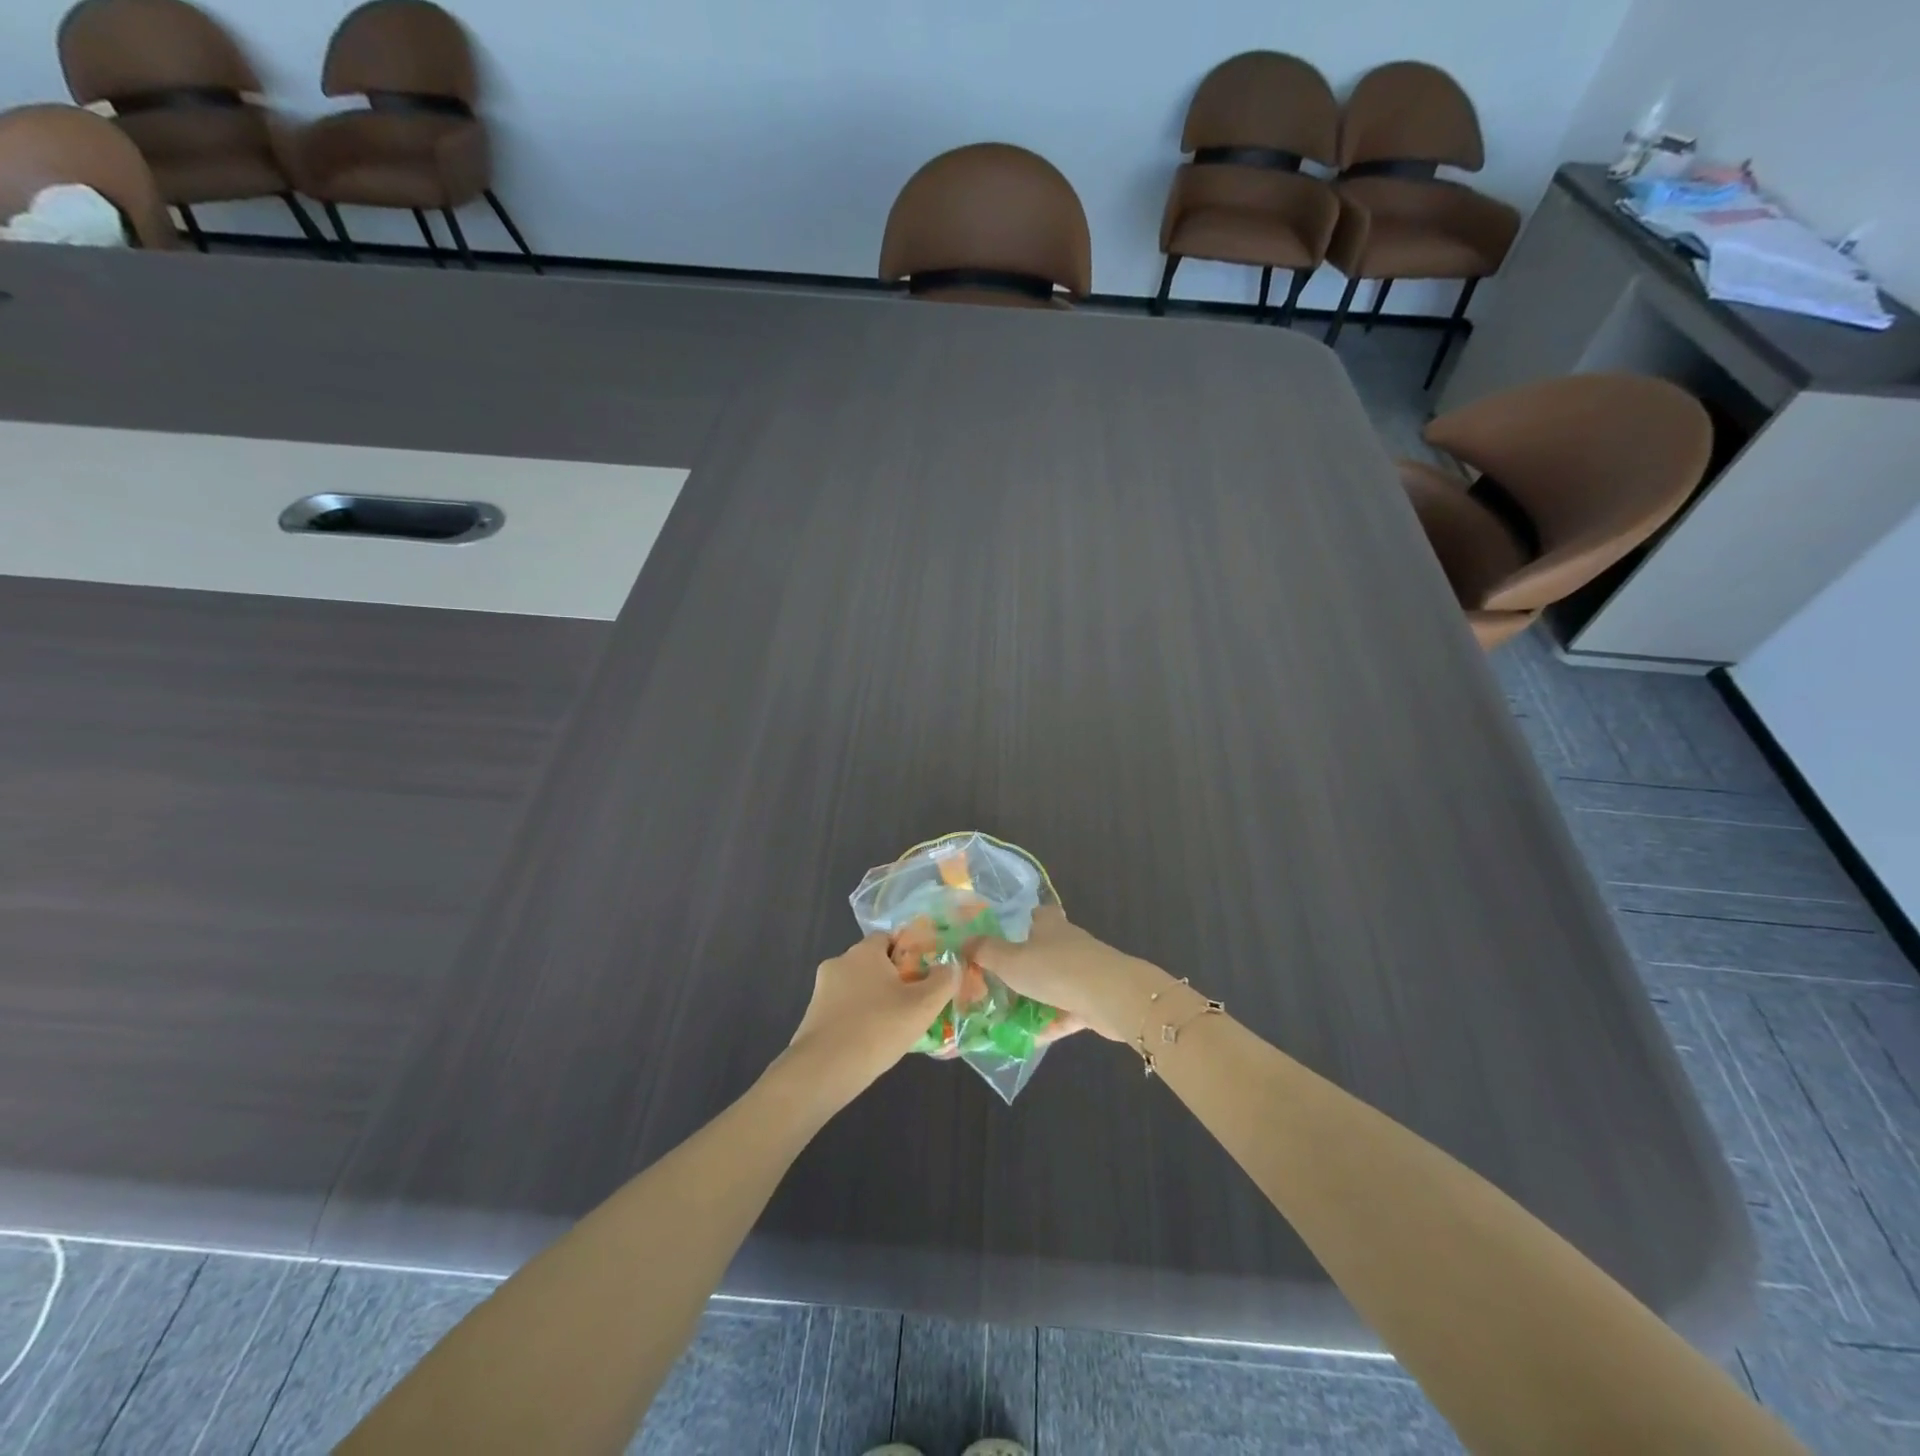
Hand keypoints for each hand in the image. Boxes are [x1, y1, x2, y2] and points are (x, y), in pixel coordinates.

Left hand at [784, 933, 956, 1096]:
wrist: (823, 1071)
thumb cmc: (877, 1028)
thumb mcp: (922, 1005)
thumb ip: (943, 981)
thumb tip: (952, 965)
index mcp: (864, 951)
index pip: (889, 938)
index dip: (909, 953)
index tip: (924, 975)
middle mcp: (839, 962)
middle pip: (874, 963)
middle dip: (894, 979)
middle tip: (915, 1003)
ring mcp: (822, 990)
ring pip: (858, 987)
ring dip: (876, 1000)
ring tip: (896, 1027)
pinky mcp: (813, 1016)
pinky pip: (844, 1009)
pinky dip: (859, 1018)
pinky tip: (873, 1041)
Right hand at [969, 907, 1173, 1042]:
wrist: (1112, 998)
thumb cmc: (1056, 969)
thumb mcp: (1011, 960)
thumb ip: (986, 952)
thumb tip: (964, 942)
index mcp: (1050, 925)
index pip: (1038, 914)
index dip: (1024, 920)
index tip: (1006, 933)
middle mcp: (1068, 944)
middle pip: (1044, 950)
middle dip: (1023, 964)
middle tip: (994, 982)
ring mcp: (1084, 973)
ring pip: (1054, 983)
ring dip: (1034, 997)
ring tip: (1004, 1014)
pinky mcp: (1093, 1001)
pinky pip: (1064, 1013)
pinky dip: (1048, 1023)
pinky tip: (1026, 1039)